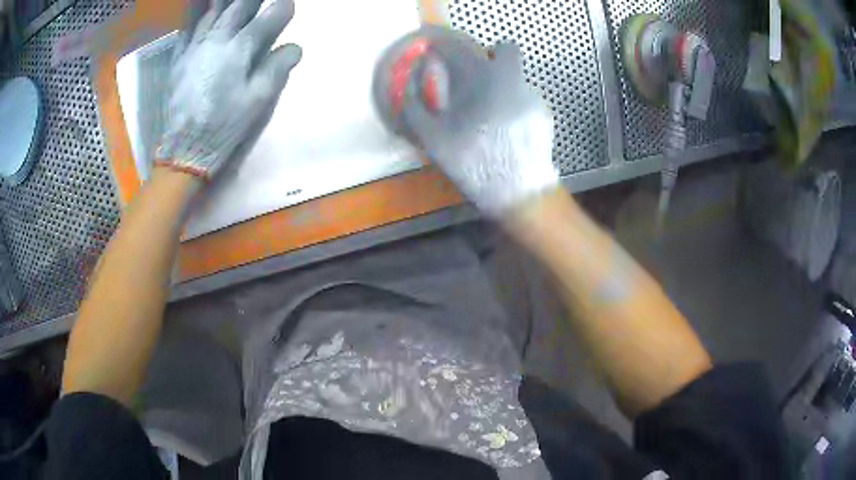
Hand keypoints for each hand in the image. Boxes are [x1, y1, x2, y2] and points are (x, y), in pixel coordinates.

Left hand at [155, 0, 301, 178]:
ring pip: (213, 11)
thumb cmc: (224, 125)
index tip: (288, 6)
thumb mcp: (258, 101)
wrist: (185, 148)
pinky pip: (189, 28)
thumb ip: (277, 68)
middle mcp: (217, 40)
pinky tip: (204, 10)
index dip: (282, 9)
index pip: (267, 17)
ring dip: (226, 1)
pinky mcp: (179, 58)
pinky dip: (198, 14)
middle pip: (238, 7)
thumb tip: (295, 46)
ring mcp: (194, 47)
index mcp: (240, 50)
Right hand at [400, 27, 558, 216]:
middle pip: (505, 50)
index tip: (438, 53)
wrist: (520, 191)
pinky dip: (513, 105)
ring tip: (490, 116)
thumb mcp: (432, 138)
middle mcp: (514, 79)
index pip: (461, 46)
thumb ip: (415, 106)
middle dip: (490, 56)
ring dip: (501, 85)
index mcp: (483, 78)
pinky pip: (525, 97)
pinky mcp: (545, 113)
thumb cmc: (473, 162)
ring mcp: (533, 96)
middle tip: (475, 79)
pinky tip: (507, 130)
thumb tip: (409, 84)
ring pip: (516, 76)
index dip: (445, 46)